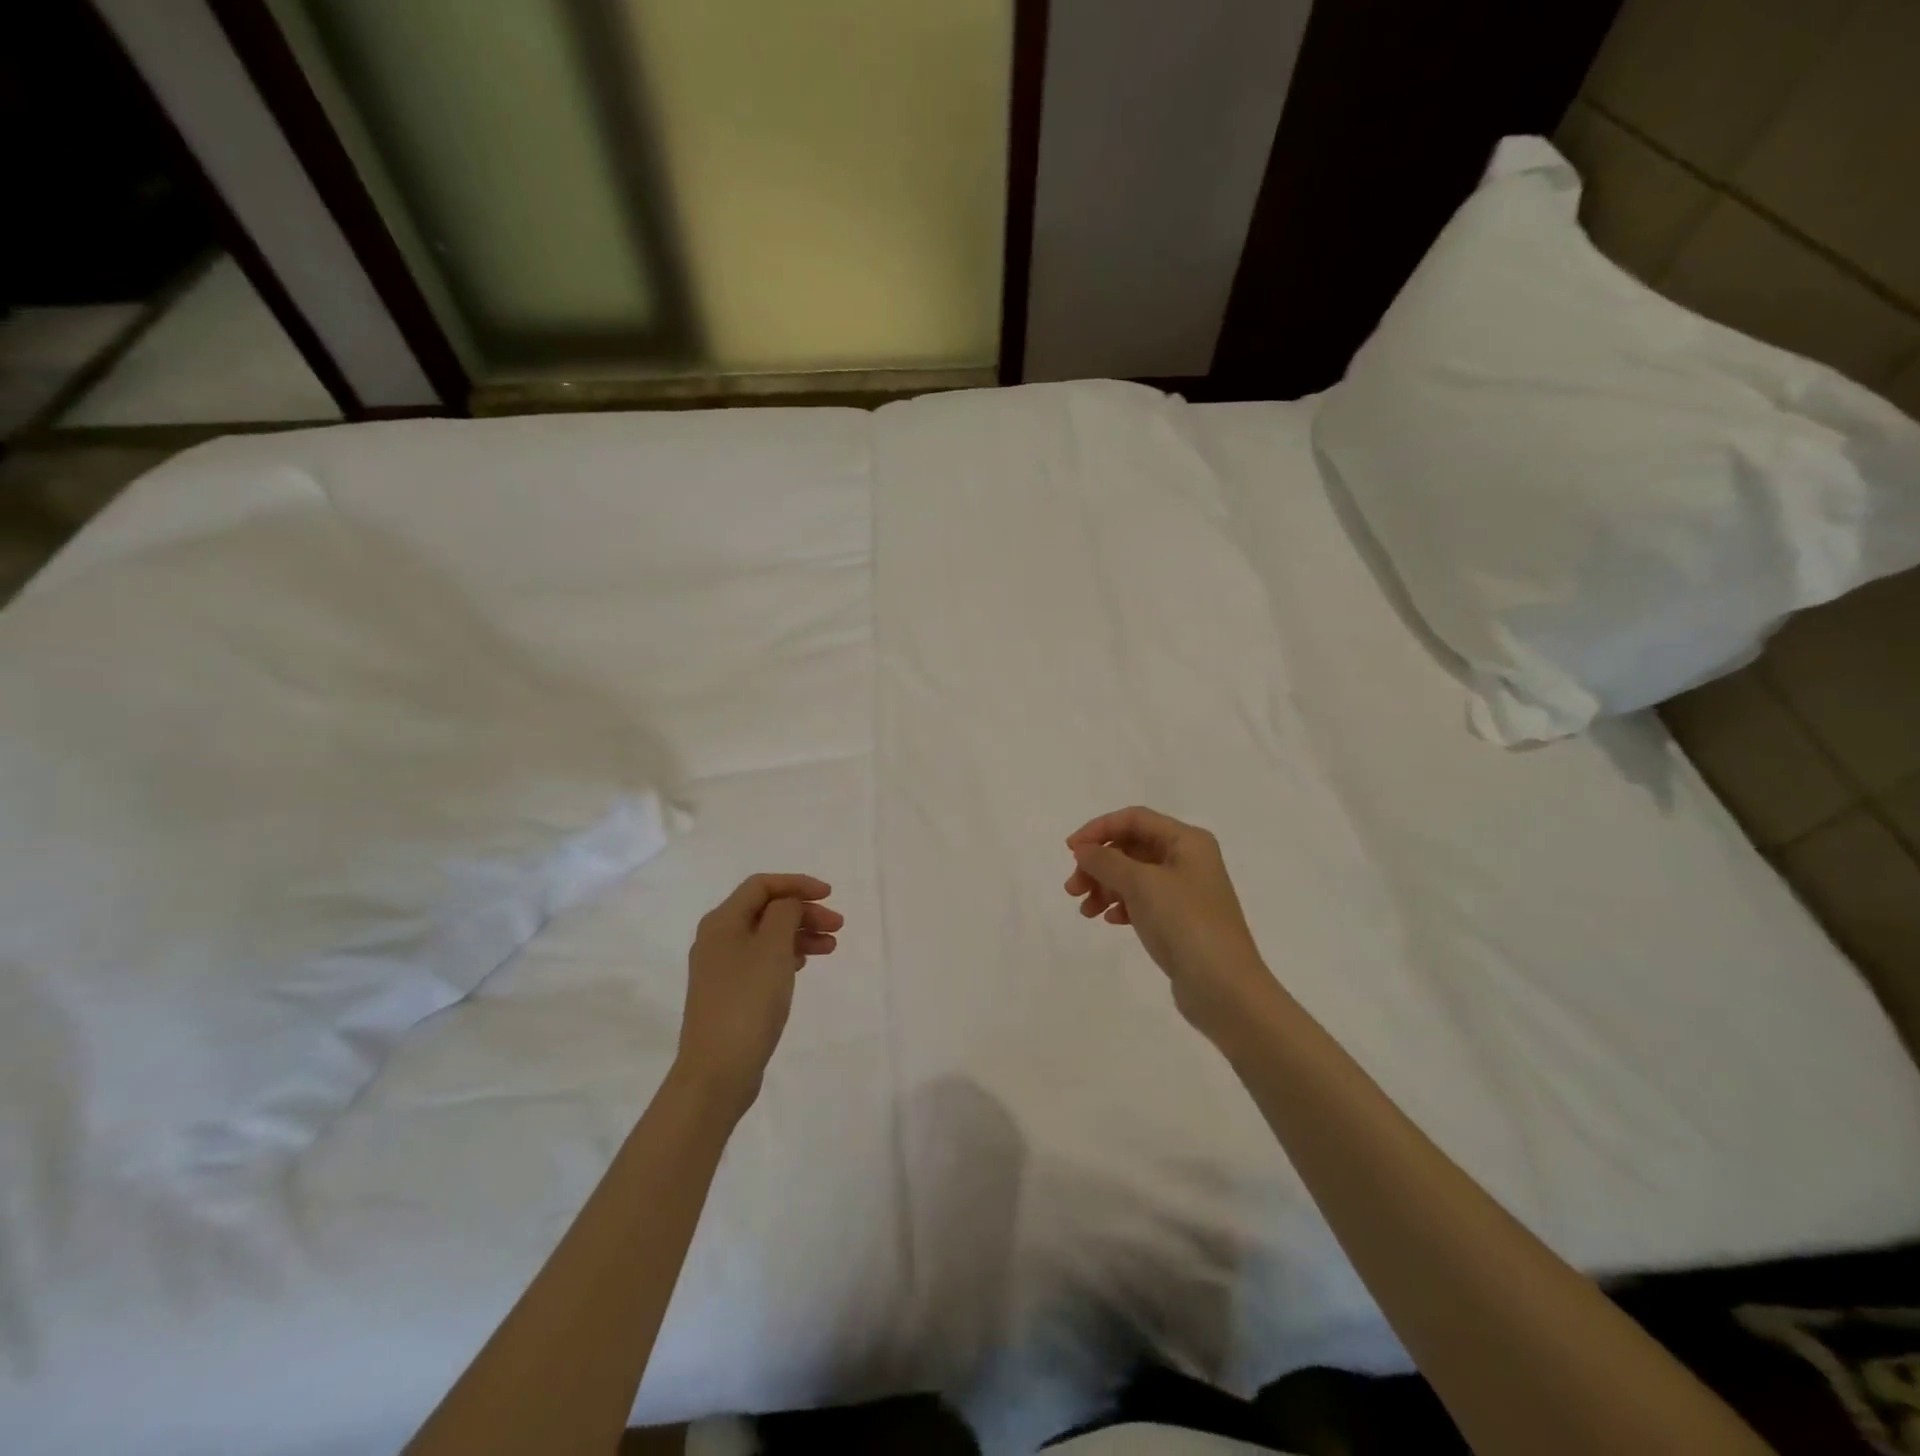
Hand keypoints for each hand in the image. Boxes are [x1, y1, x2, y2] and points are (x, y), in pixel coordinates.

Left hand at [677, 874, 841, 1114]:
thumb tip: (788, 903)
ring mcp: (722, 968)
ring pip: (767, 936)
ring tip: (830, 948)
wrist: (717, 1070)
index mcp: (722, 922)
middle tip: (837, 926)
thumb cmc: (748, 1001)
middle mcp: (717, 939)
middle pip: (766, 910)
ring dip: (800, 934)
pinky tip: (804, 964)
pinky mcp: (730, 993)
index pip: (761, 885)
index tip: (829, 895)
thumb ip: (784, 913)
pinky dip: (787, 955)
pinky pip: (762, 960)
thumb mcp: (772, 947)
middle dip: (803, 911)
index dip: (797, 883)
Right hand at [1065, 807, 1276, 1043]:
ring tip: (1086, 911)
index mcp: (1187, 841)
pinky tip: (1110, 921)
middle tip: (1073, 889)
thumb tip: (1083, 849)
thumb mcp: (1140, 884)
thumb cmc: (1184, 923)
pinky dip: (1122, 905)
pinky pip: (1143, 901)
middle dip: (1099, 864)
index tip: (1070, 851)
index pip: (1134, 819)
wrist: (1224, 988)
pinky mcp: (1181, 920)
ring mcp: (1186, 891)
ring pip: (1134, 876)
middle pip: (1132, 848)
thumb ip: (1106, 861)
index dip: (1098, 829)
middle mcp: (1189, 859)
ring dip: (1105, 887)